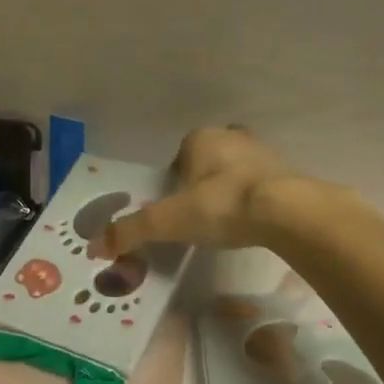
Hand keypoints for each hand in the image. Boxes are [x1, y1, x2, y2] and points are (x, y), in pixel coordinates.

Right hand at [95, 125, 327, 255]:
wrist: (287, 212)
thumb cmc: (221, 205)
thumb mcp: (169, 221)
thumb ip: (132, 231)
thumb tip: (95, 246)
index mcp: (200, 139)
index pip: (179, 157)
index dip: (175, 183)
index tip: (178, 209)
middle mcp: (232, 137)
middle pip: (209, 160)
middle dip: (204, 181)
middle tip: (202, 214)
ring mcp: (264, 152)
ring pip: (238, 169)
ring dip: (232, 188)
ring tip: (229, 221)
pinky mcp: (289, 172)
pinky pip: (264, 184)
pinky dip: (257, 199)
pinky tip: (255, 223)